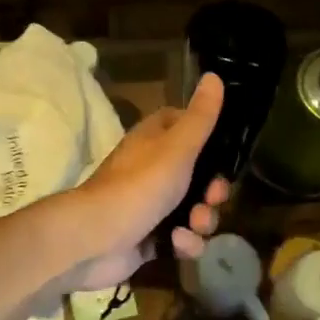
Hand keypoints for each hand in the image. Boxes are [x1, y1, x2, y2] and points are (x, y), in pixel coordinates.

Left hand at [63, 73, 229, 290]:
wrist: (94, 240)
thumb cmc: (138, 186)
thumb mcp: (177, 147)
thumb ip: (201, 117)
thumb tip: (214, 76)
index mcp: (156, 141)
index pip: (188, 128)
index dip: (210, 140)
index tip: (225, 152)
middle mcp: (154, 170)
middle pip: (201, 176)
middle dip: (213, 191)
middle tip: (212, 197)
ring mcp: (153, 206)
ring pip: (196, 210)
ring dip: (202, 220)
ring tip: (193, 225)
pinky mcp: (151, 238)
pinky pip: (182, 239)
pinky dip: (184, 243)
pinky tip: (176, 244)